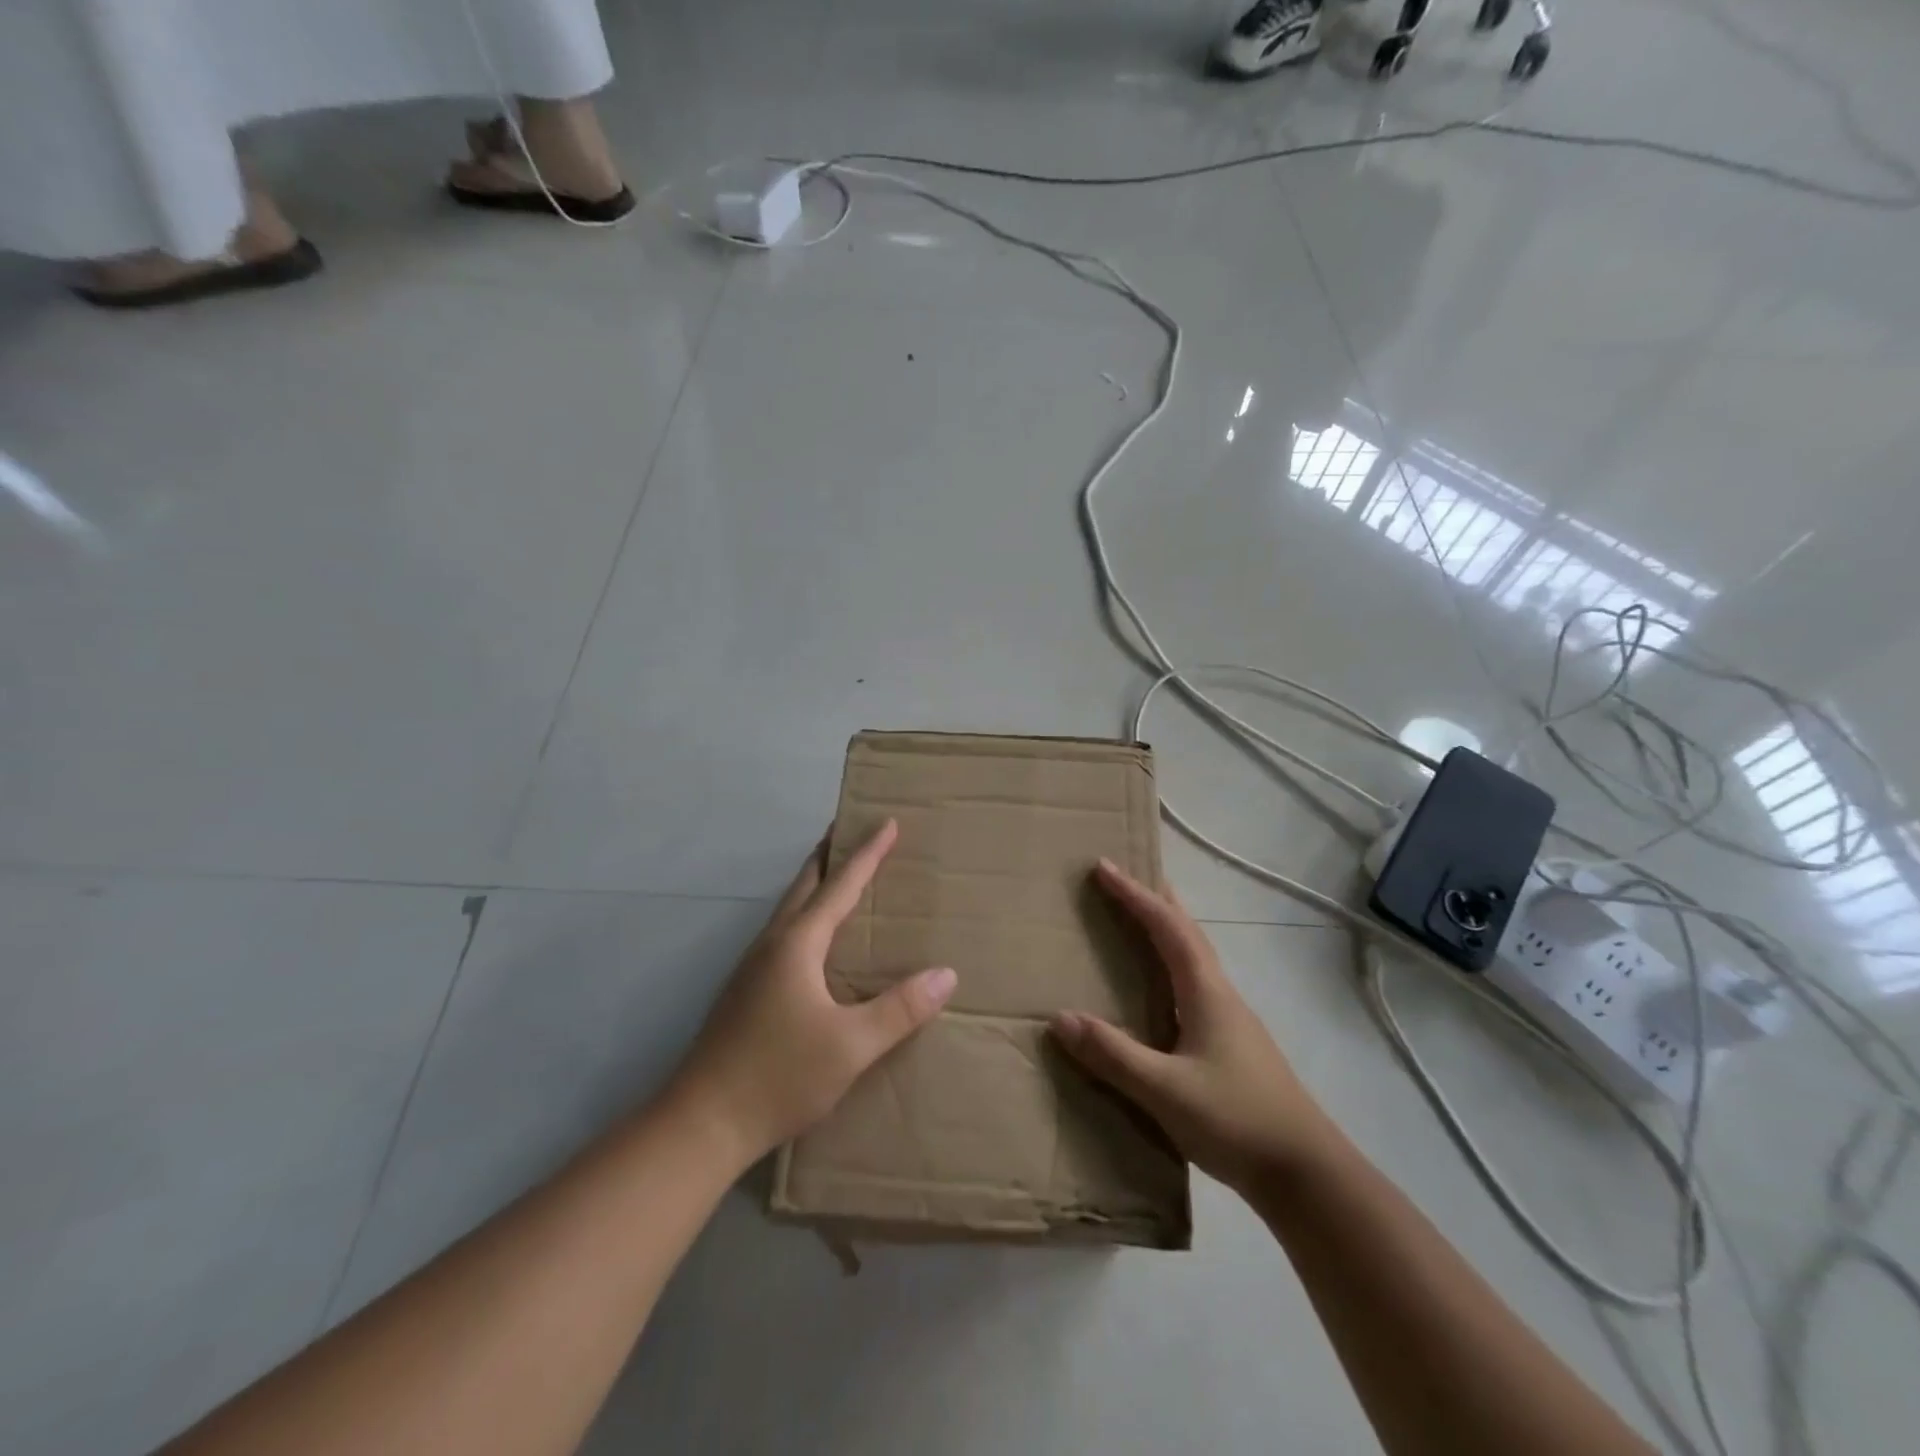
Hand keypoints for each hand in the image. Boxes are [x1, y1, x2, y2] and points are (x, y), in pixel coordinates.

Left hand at [669, 820, 957, 1165]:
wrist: (700, 1124)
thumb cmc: (778, 1076)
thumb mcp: (851, 1046)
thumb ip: (900, 1009)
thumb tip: (946, 974)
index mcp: (797, 944)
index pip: (840, 885)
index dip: (867, 853)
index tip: (887, 822)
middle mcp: (772, 944)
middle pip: (805, 884)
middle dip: (831, 854)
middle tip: (853, 830)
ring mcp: (752, 967)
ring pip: (790, 908)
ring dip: (815, 884)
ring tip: (839, 876)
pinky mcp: (745, 991)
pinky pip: (783, 933)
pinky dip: (806, 914)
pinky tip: (815, 941)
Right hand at [1050, 860, 1333, 1192]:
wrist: (1306, 1173)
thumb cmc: (1236, 1120)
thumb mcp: (1165, 1090)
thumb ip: (1113, 1054)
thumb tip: (1059, 1017)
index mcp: (1206, 991)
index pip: (1166, 927)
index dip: (1135, 894)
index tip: (1104, 867)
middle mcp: (1220, 994)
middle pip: (1187, 931)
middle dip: (1155, 899)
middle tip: (1126, 877)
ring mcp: (1230, 1019)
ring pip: (1194, 957)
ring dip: (1166, 929)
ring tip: (1140, 919)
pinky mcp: (1231, 1044)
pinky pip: (1193, 984)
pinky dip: (1171, 964)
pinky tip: (1161, 990)